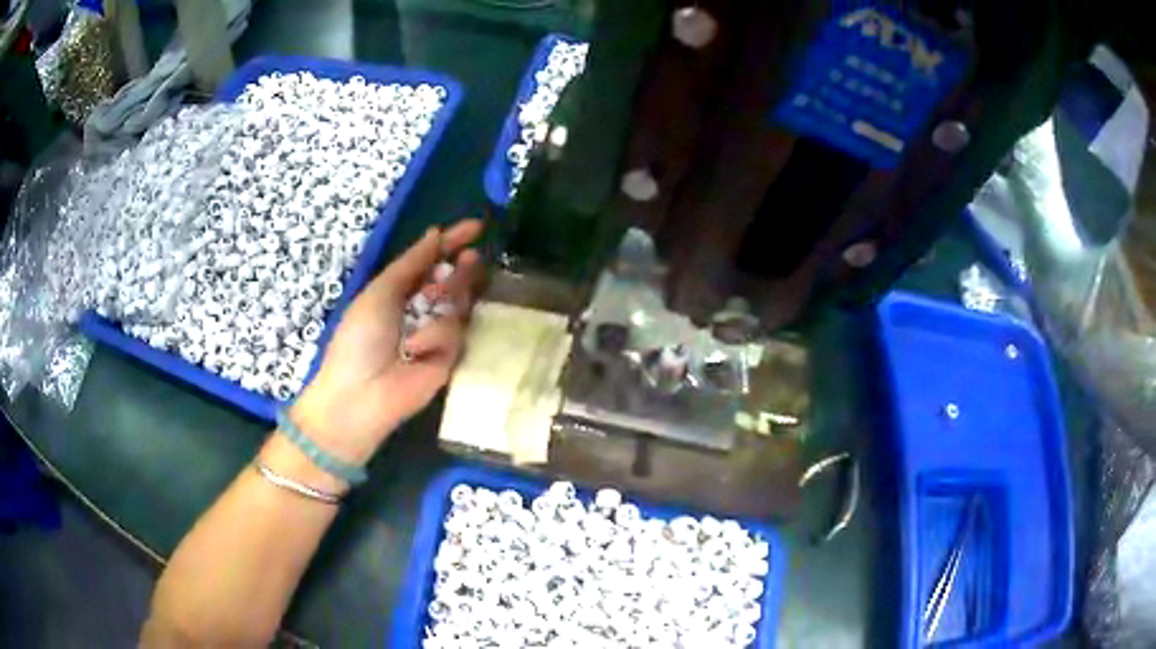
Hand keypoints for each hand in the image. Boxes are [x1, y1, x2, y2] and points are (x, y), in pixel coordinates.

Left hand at [290, 220, 483, 464]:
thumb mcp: (380, 291)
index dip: (452, 242)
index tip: (476, 227)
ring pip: (460, 304)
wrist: (360, 395)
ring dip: (448, 297)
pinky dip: (435, 336)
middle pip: (453, 281)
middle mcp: (421, 310)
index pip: (432, 261)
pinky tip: (416, 349)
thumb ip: (411, 262)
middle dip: (462, 268)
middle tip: (470, 258)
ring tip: (432, 302)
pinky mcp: (450, 360)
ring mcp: (437, 335)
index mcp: (400, 291)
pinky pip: (455, 334)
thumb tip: (435, 233)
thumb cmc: (359, 338)